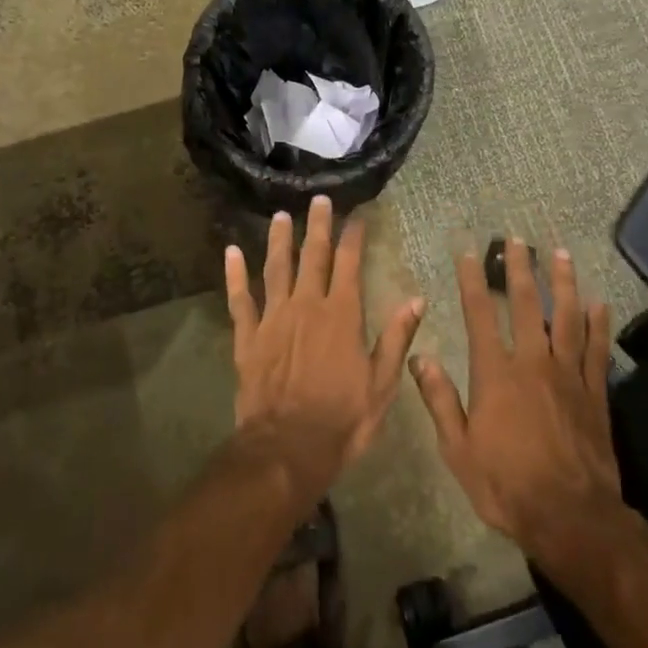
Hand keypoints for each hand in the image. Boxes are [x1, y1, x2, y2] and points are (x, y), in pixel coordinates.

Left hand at [226, 196, 425, 497]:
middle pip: (312, 256)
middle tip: (319, 200)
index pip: (349, 264)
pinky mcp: (248, 337)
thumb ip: (397, 338)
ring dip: (278, 240)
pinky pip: (240, 299)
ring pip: (275, 269)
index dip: (353, 237)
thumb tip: (416, 299)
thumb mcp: (382, 384)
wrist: (288, 448)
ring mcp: (273, 319)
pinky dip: (235, 275)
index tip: (357, 215)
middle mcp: (307, 306)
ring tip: (280, 215)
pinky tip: (231, 252)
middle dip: (317, 226)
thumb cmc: (342, 419)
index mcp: (342, 315)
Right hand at [411, 240, 623, 558]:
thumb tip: (417, 357)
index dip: (473, 280)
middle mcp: (532, 362)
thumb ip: (440, 399)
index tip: (469, 252)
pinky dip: (599, 324)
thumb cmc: (506, 485)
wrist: (570, 517)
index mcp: (495, 374)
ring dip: (564, 283)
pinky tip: (599, 302)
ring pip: (568, 317)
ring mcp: (568, 375)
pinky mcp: (595, 393)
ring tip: (561, 254)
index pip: (480, 315)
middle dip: (520, 269)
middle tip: (518, 239)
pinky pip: (598, 350)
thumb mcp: (458, 449)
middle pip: (527, 305)